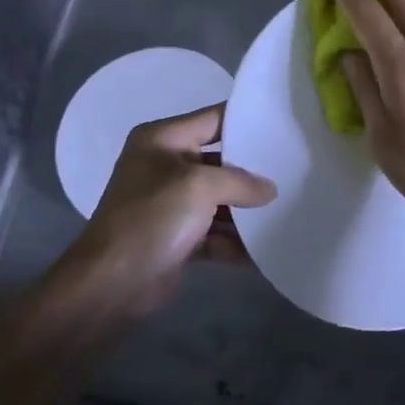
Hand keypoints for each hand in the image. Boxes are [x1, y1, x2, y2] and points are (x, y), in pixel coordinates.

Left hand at [59, 103, 275, 318]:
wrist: (112, 285)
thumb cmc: (152, 218)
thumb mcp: (199, 187)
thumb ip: (240, 182)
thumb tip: (270, 189)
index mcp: (162, 140)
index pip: (212, 119)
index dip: (246, 121)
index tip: (284, 126)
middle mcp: (165, 166)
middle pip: (220, 161)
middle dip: (252, 171)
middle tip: (293, 171)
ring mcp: (171, 203)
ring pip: (220, 199)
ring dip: (246, 211)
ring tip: (286, 211)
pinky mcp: (178, 237)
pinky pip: (215, 232)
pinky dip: (235, 241)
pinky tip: (263, 251)